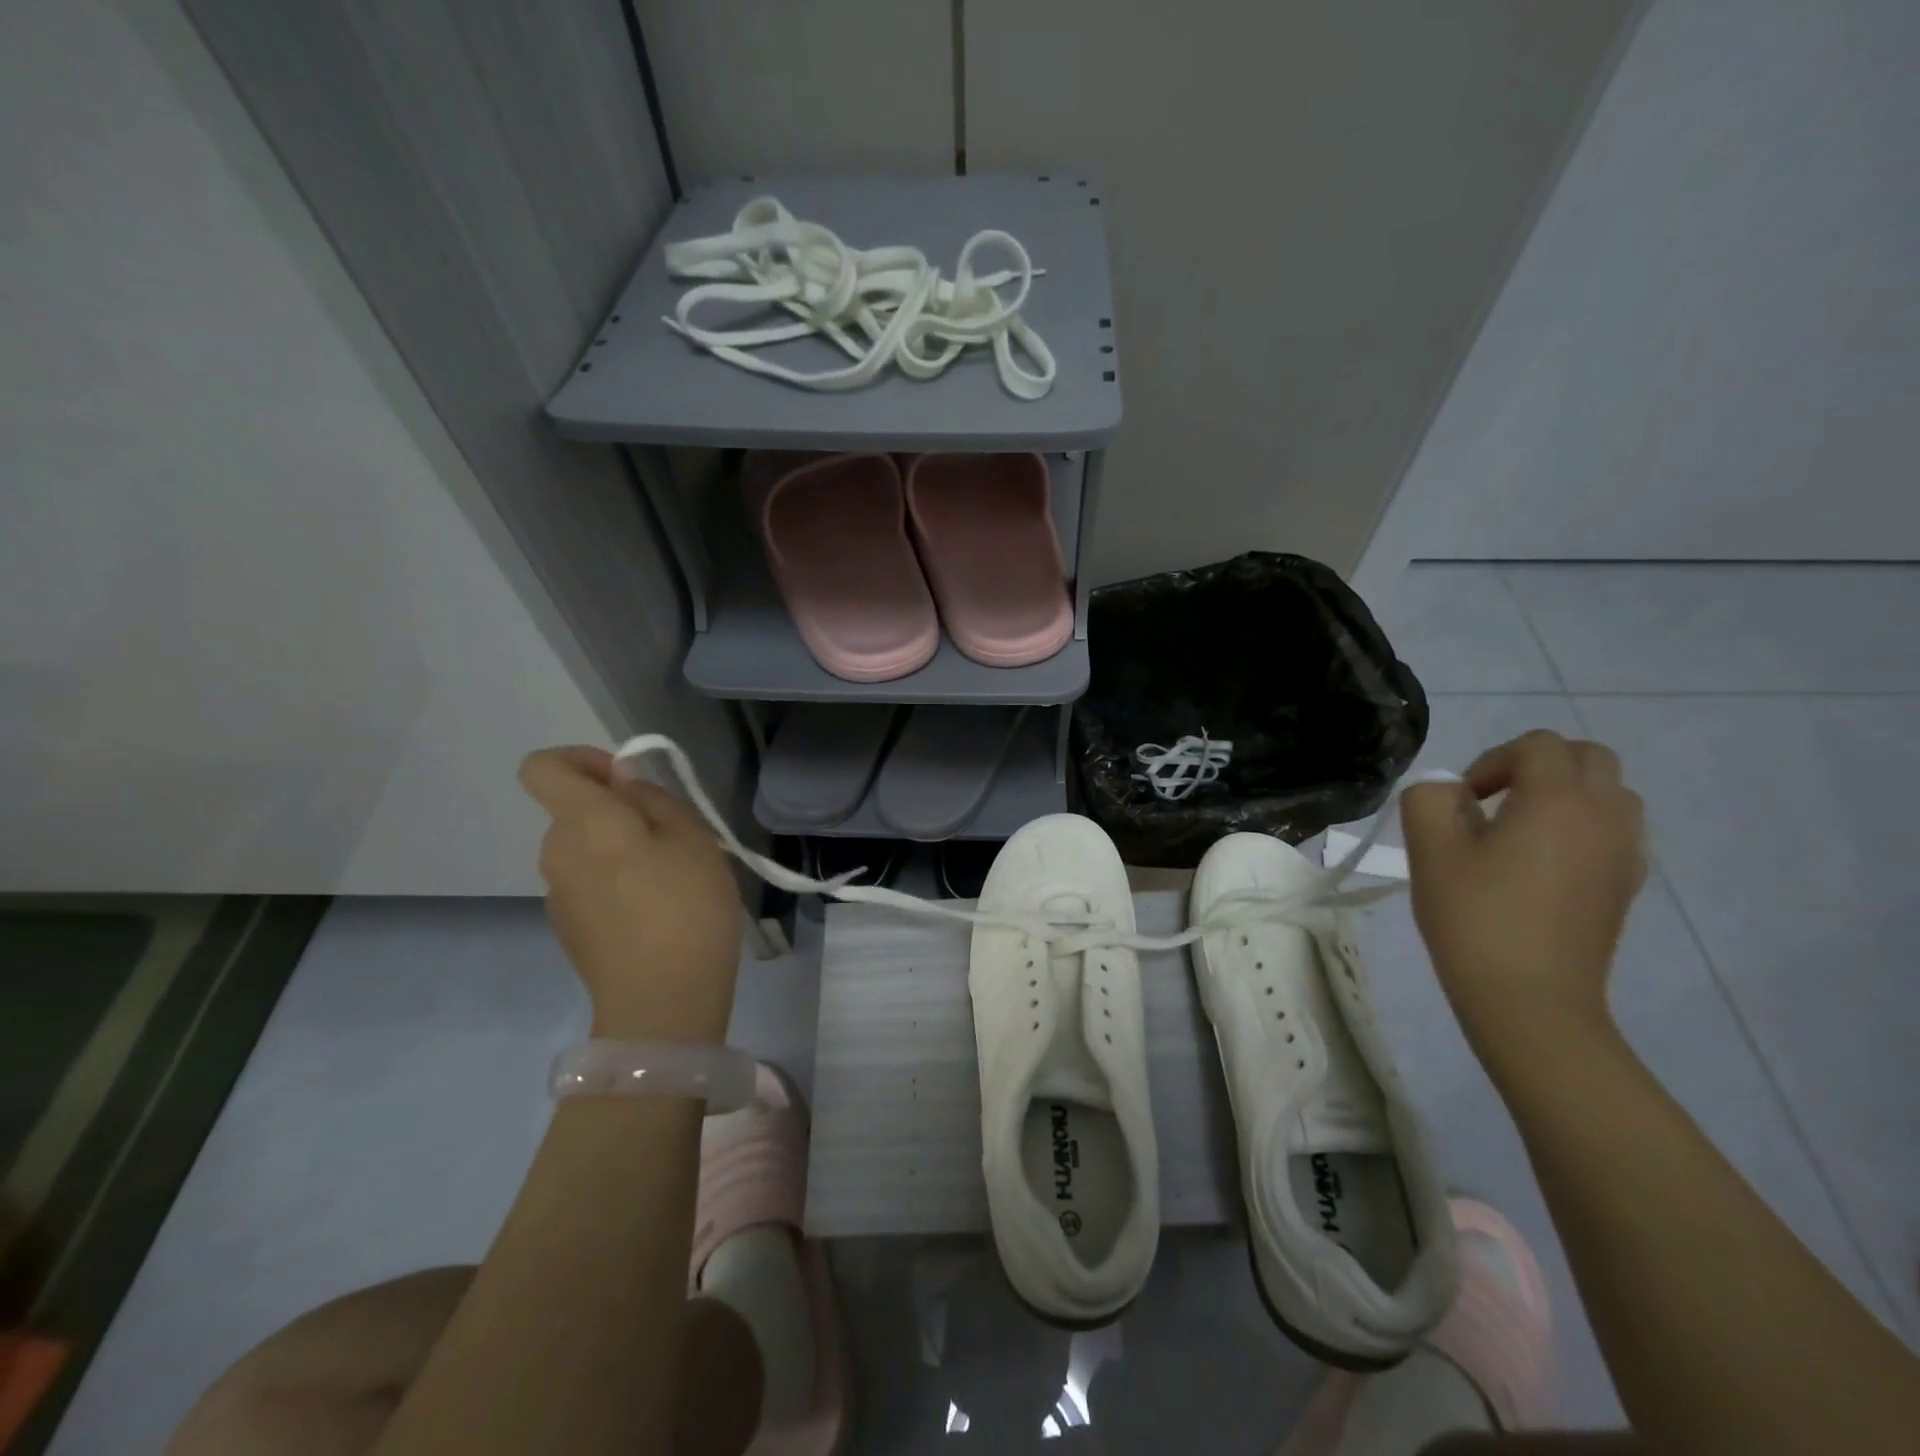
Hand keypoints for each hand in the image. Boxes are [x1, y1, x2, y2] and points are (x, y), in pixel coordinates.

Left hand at [519, 746, 742, 1040]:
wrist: (661, 1003)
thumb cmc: (686, 908)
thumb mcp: (692, 839)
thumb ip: (655, 800)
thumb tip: (624, 785)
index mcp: (583, 822)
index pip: (543, 767)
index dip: (583, 759)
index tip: (628, 781)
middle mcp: (557, 853)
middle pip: (575, 810)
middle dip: (620, 810)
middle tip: (675, 836)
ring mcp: (559, 895)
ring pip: (587, 849)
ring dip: (624, 848)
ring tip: (674, 877)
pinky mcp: (570, 928)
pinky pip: (591, 883)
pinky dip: (619, 882)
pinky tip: (659, 912)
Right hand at [1400, 729, 1645, 1061]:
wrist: (1531, 999)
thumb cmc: (1476, 917)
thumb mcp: (1430, 850)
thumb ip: (1429, 799)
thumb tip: (1448, 791)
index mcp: (1557, 800)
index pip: (1538, 745)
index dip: (1492, 760)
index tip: (1462, 800)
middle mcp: (1604, 815)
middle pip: (1588, 757)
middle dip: (1537, 765)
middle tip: (1492, 801)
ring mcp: (1625, 852)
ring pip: (1609, 792)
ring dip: (1565, 793)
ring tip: (1518, 829)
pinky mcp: (1626, 884)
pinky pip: (1615, 830)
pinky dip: (1582, 826)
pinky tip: (1542, 863)